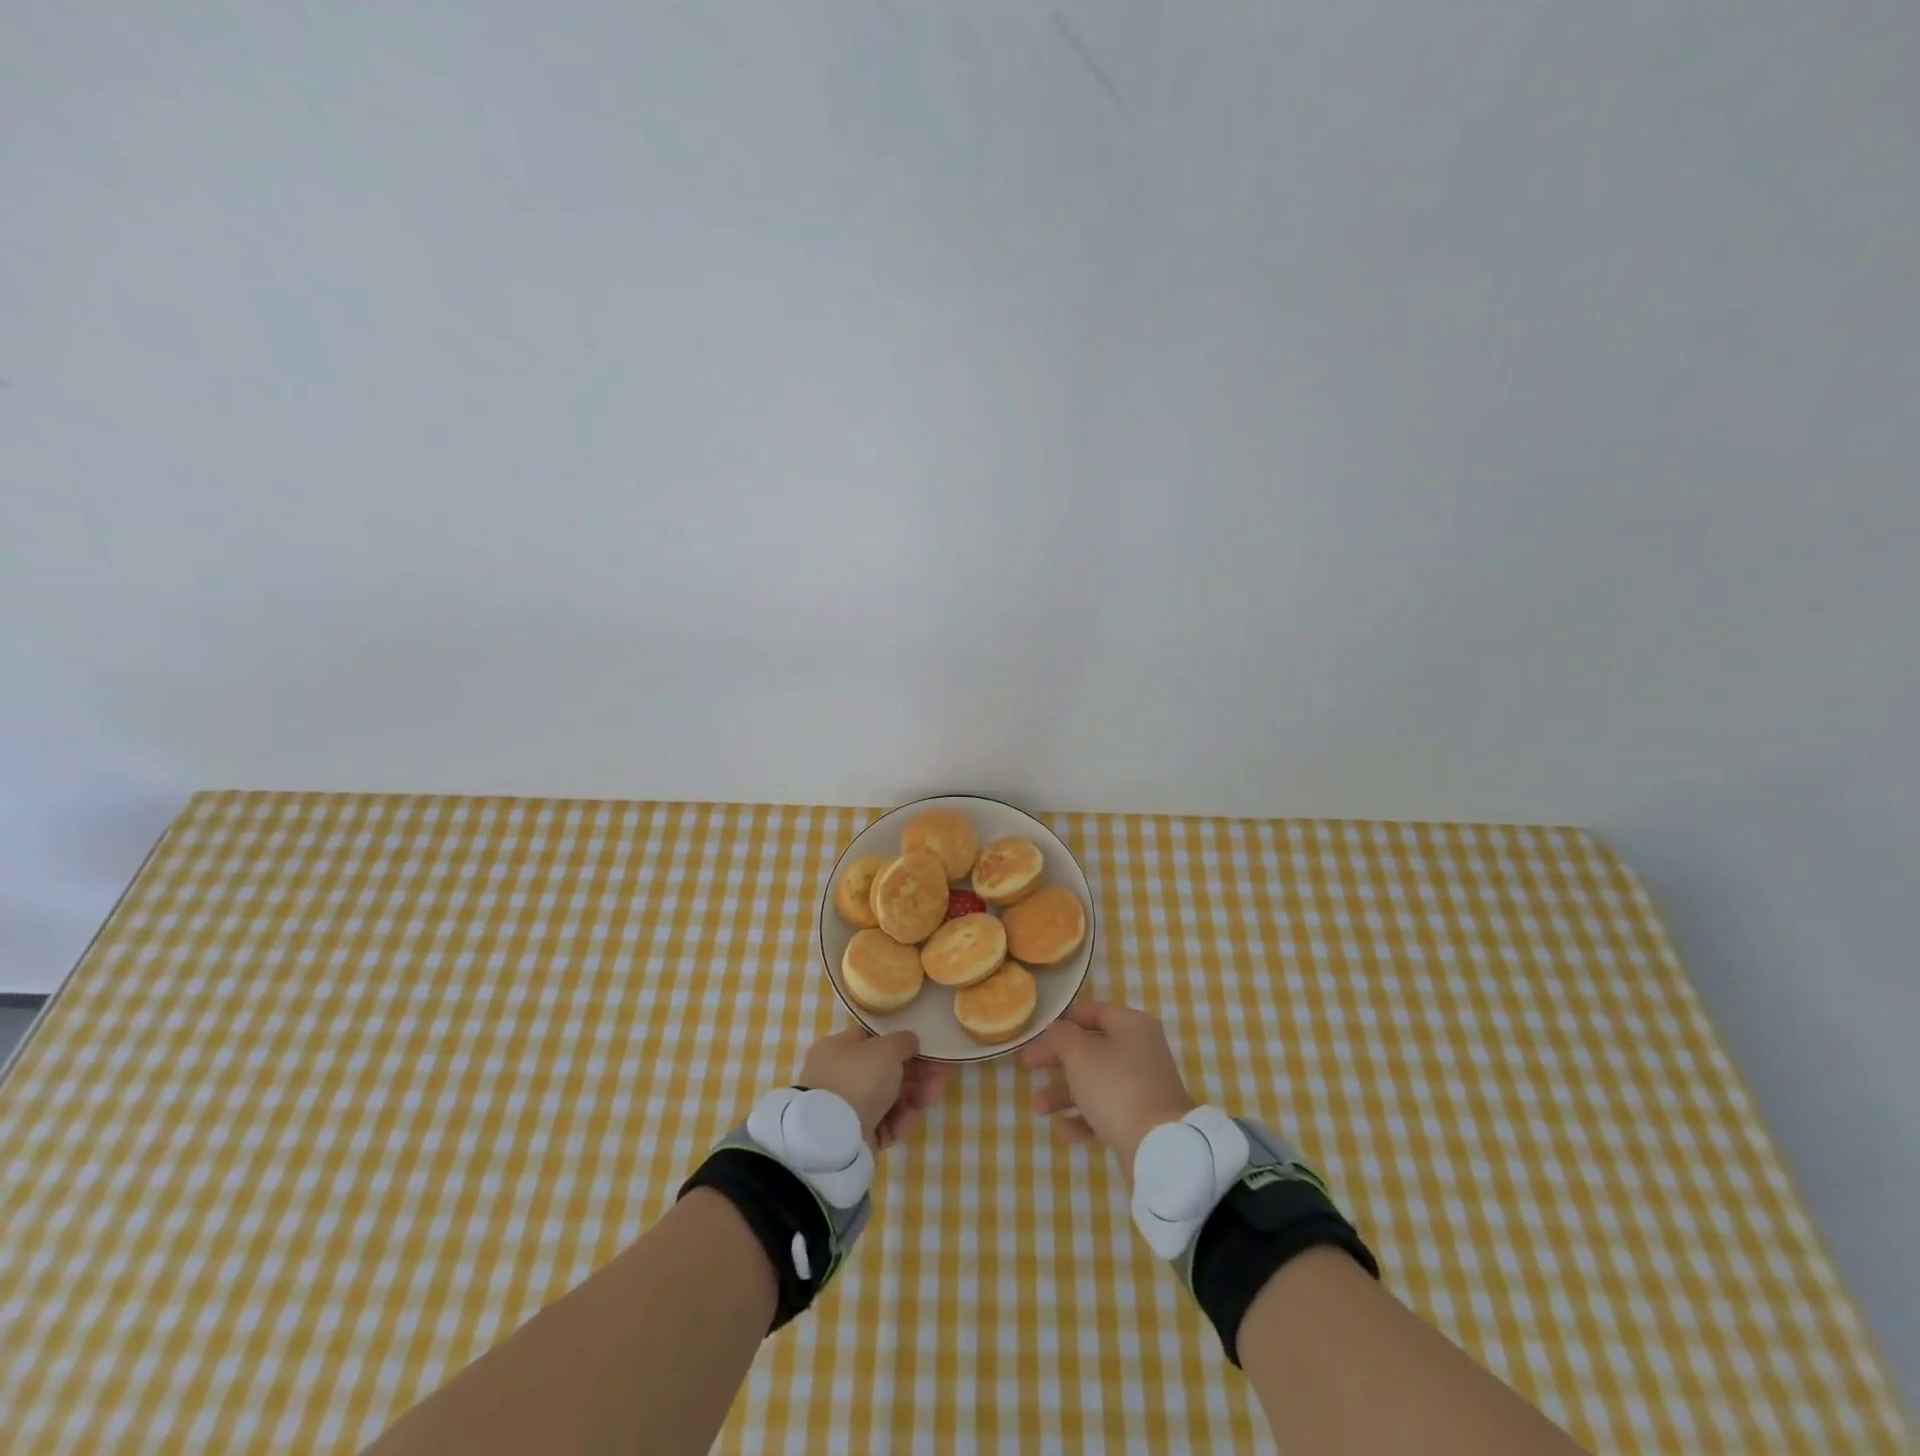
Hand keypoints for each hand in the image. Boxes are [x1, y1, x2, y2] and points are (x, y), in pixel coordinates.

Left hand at [797, 1026, 948, 1150]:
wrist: (834, 1136)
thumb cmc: (859, 1079)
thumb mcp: (887, 1048)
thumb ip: (903, 1041)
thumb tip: (910, 1042)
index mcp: (839, 1048)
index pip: (874, 1040)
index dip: (902, 1044)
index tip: (927, 1049)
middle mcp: (839, 1076)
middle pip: (885, 1071)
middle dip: (915, 1073)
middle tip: (940, 1075)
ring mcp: (846, 1108)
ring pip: (888, 1098)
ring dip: (913, 1096)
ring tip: (933, 1096)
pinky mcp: (855, 1136)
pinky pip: (883, 1123)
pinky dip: (899, 1121)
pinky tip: (909, 1119)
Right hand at [1022, 999, 1196, 1180]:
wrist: (1158, 1145)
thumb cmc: (1116, 1087)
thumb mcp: (1079, 1054)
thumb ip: (1062, 1036)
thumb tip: (1057, 1029)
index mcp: (1132, 1026)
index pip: (1094, 1011)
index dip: (1065, 1020)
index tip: (1040, 1033)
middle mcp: (1141, 1051)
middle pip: (1091, 1048)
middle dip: (1057, 1060)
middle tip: (1028, 1065)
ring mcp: (1143, 1086)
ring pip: (1096, 1082)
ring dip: (1064, 1093)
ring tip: (1038, 1108)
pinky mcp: (1142, 1117)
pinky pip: (1107, 1110)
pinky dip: (1084, 1118)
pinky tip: (1065, 1130)